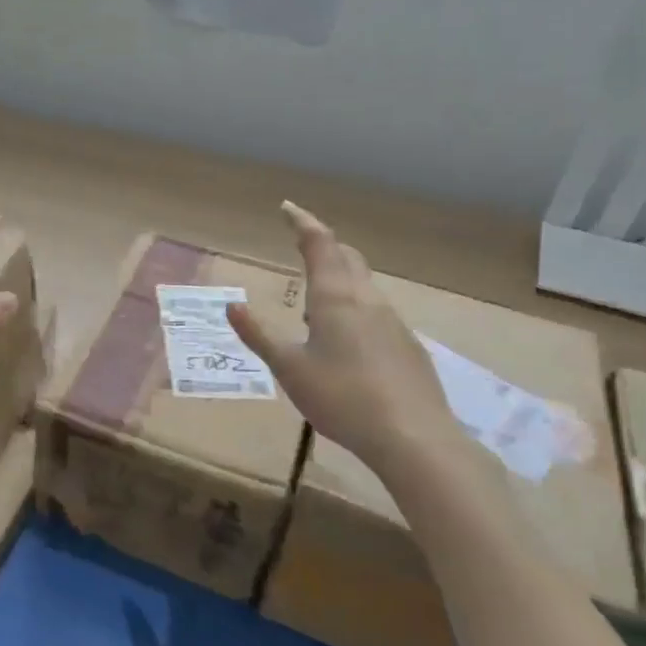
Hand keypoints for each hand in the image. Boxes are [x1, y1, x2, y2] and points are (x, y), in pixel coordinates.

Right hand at [228, 201, 459, 466]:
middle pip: (348, 258)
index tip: (287, 207)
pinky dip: (354, 308)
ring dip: (340, 277)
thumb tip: (231, 305)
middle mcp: (367, 301)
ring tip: (315, 297)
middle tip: (302, 243)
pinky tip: (345, 339)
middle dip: (324, 245)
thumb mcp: (288, 368)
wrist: (413, 438)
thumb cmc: (341, 397)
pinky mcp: (407, 347)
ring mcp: (393, 323)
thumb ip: (259, 335)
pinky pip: (375, 313)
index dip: (302, 222)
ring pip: (364, 286)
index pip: (319, 245)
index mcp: (335, 298)